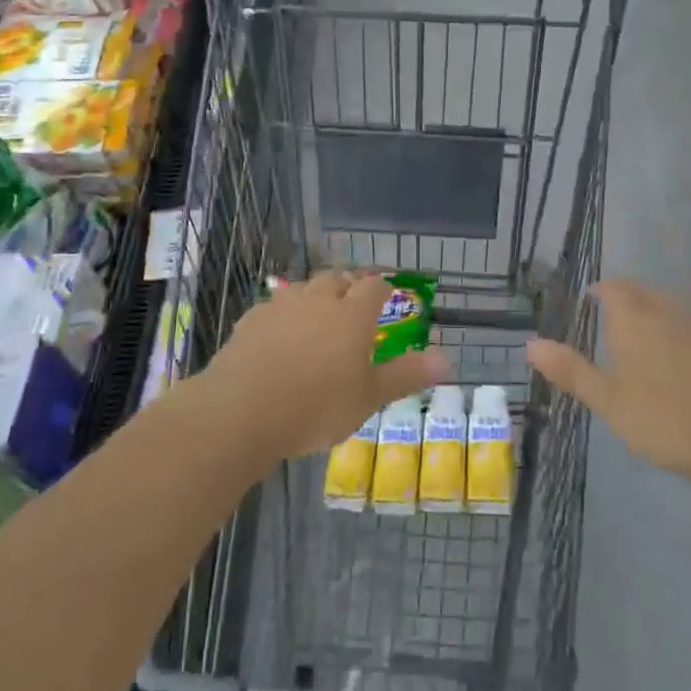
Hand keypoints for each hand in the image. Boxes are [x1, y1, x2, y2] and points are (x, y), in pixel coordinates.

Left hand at [202, 272, 447, 461]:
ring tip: (318, 318)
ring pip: (303, 289)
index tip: (388, 295)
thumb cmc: (316, 406)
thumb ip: (406, 375)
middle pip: (337, 278)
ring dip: (314, 297)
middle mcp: (317, 301)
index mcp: (352, 315)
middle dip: (348, 285)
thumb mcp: (368, 398)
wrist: (242, 411)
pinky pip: (273, 308)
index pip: (374, 286)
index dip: (383, 288)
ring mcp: (280, 307)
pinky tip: (279, 336)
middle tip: (353, 304)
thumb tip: (448, 360)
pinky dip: (283, 315)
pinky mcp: (250, 321)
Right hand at [526, 279, 690, 503]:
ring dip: (649, 311)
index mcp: (634, 317)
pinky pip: (687, 326)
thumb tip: (530, 344)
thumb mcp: (608, 400)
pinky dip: (671, 331)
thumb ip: (571, 370)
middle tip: (605, 314)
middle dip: (623, 296)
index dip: (599, 290)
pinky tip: (671, 360)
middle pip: (642, 291)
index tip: (587, 300)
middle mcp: (666, 311)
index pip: (612, 287)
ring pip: (667, 306)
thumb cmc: (666, 418)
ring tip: (635, 336)